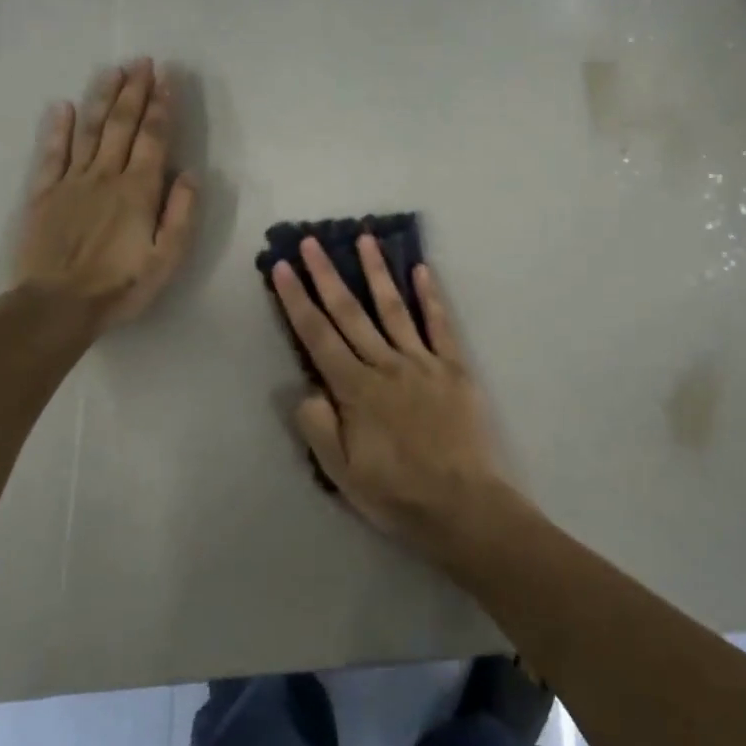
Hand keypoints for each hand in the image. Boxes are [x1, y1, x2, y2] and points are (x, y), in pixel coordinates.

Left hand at [12, 59, 197, 331]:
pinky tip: (61, 105)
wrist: (56, 306)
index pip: (154, 138)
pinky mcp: (43, 193)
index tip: (167, 77)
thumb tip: (190, 174)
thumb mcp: (167, 259)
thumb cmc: (120, 286)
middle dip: (135, 91)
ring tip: (113, 71)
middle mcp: (106, 175)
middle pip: (122, 124)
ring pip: (89, 130)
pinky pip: (51, 153)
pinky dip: (56, 128)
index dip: (162, 106)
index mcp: (138, 190)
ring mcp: (71, 181)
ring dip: (102, 98)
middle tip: (143, 62)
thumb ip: (181, 214)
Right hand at [271, 234, 508, 552]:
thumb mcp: (341, 473)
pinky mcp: (454, 368)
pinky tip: (423, 270)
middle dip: (327, 275)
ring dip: (377, 272)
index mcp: (356, 389)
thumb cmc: (397, 494)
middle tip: (312, 241)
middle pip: (350, 313)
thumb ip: (318, 427)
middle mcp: (386, 365)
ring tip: (365, 239)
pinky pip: (440, 325)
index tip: (283, 267)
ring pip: (393, 308)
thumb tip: (305, 387)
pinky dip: (430, 297)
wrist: (463, 506)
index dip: (296, 300)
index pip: (317, 336)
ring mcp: (423, 362)